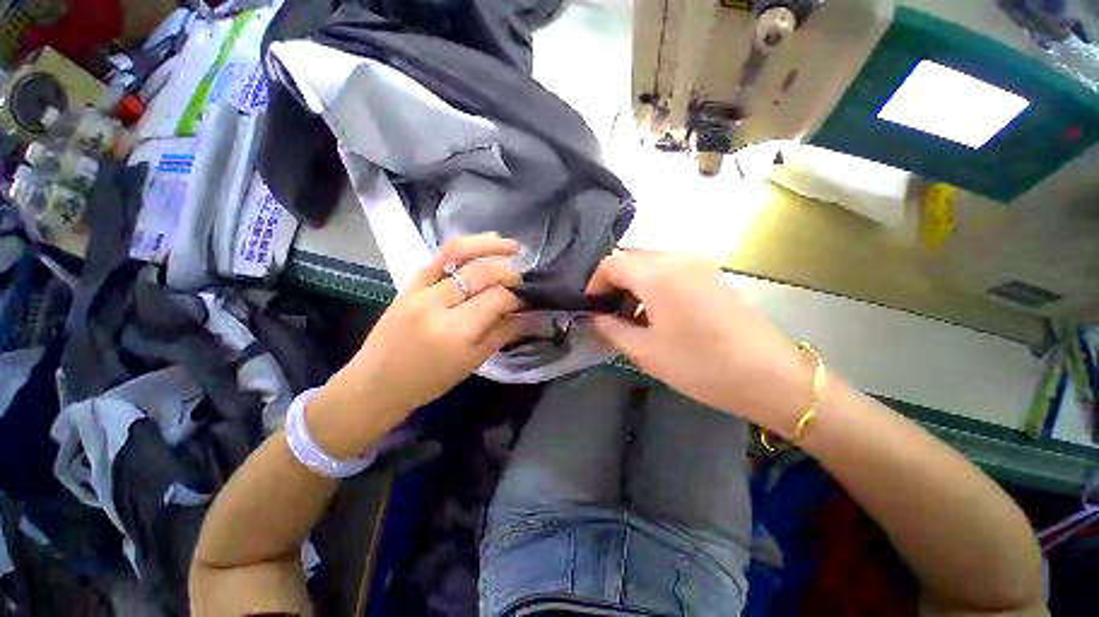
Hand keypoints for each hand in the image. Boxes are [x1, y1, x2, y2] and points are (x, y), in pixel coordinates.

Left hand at [311, 234, 523, 455]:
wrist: (376, 383)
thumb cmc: (429, 380)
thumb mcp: (472, 362)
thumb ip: (502, 333)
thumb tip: (529, 316)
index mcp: (454, 332)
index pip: (496, 299)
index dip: (515, 298)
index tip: (524, 303)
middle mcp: (435, 304)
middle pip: (481, 273)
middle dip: (507, 273)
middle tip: (520, 280)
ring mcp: (418, 289)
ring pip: (457, 253)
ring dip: (488, 244)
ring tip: (510, 245)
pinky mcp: (409, 283)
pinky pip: (439, 256)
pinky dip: (464, 247)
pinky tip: (481, 246)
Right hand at [587, 252, 809, 433]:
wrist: (771, 376)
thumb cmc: (702, 365)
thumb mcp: (646, 351)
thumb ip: (611, 329)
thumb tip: (594, 317)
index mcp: (658, 275)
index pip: (611, 263)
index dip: (594, 284)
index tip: (592, 308)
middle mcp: (678, 258)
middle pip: (630, 258)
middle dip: (613, 283)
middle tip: (610, 314)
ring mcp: (699, 263)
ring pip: (650, 262)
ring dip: (633, 284)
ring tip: (633, 316)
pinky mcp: (712, 273)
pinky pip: (671, 269)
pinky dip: (654, 284)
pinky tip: (658, 312)